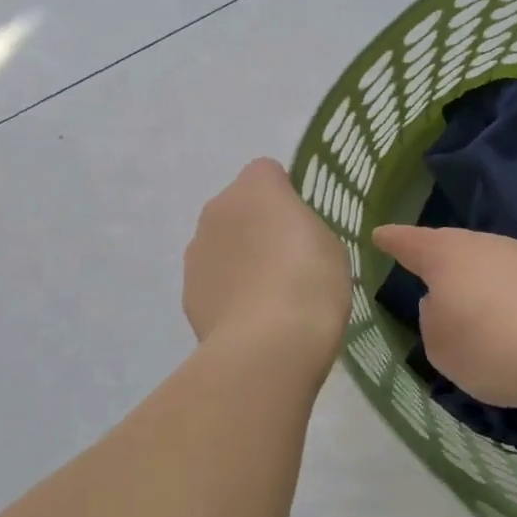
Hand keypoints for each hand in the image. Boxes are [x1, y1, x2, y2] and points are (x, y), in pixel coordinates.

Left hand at [184, 159, 349, 360]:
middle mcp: (217, 209)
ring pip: (221, 243)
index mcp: (255, 188)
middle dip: (258, 226)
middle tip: (289, 261)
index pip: (267, 172)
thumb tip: (284, 234)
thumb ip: (303, 227)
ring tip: (269, 296)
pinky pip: (212, 279)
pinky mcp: (187, 290)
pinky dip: (227, 290)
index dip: (286, 194)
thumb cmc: (310, 282)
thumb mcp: (329, 244)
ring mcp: (196, 251)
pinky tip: (250, 319)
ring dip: (239, 258)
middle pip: (239, 207)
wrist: (267, 345)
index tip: (302, 224)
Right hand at [372, 225, 516, 410]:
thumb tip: (443, 303)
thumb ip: (431, 319)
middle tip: (422, 270)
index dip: (392, 240)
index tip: (379, 234)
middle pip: (451, 245)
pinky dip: (500, 292)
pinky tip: (502, 315)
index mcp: (445, 255)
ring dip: (472, 277)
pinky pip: (511, 279)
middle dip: (436, 257)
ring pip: (484, 261)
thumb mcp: (440, 346)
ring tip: (465, 302)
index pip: (409, 242)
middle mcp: (482, 245)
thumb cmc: (490, 346)